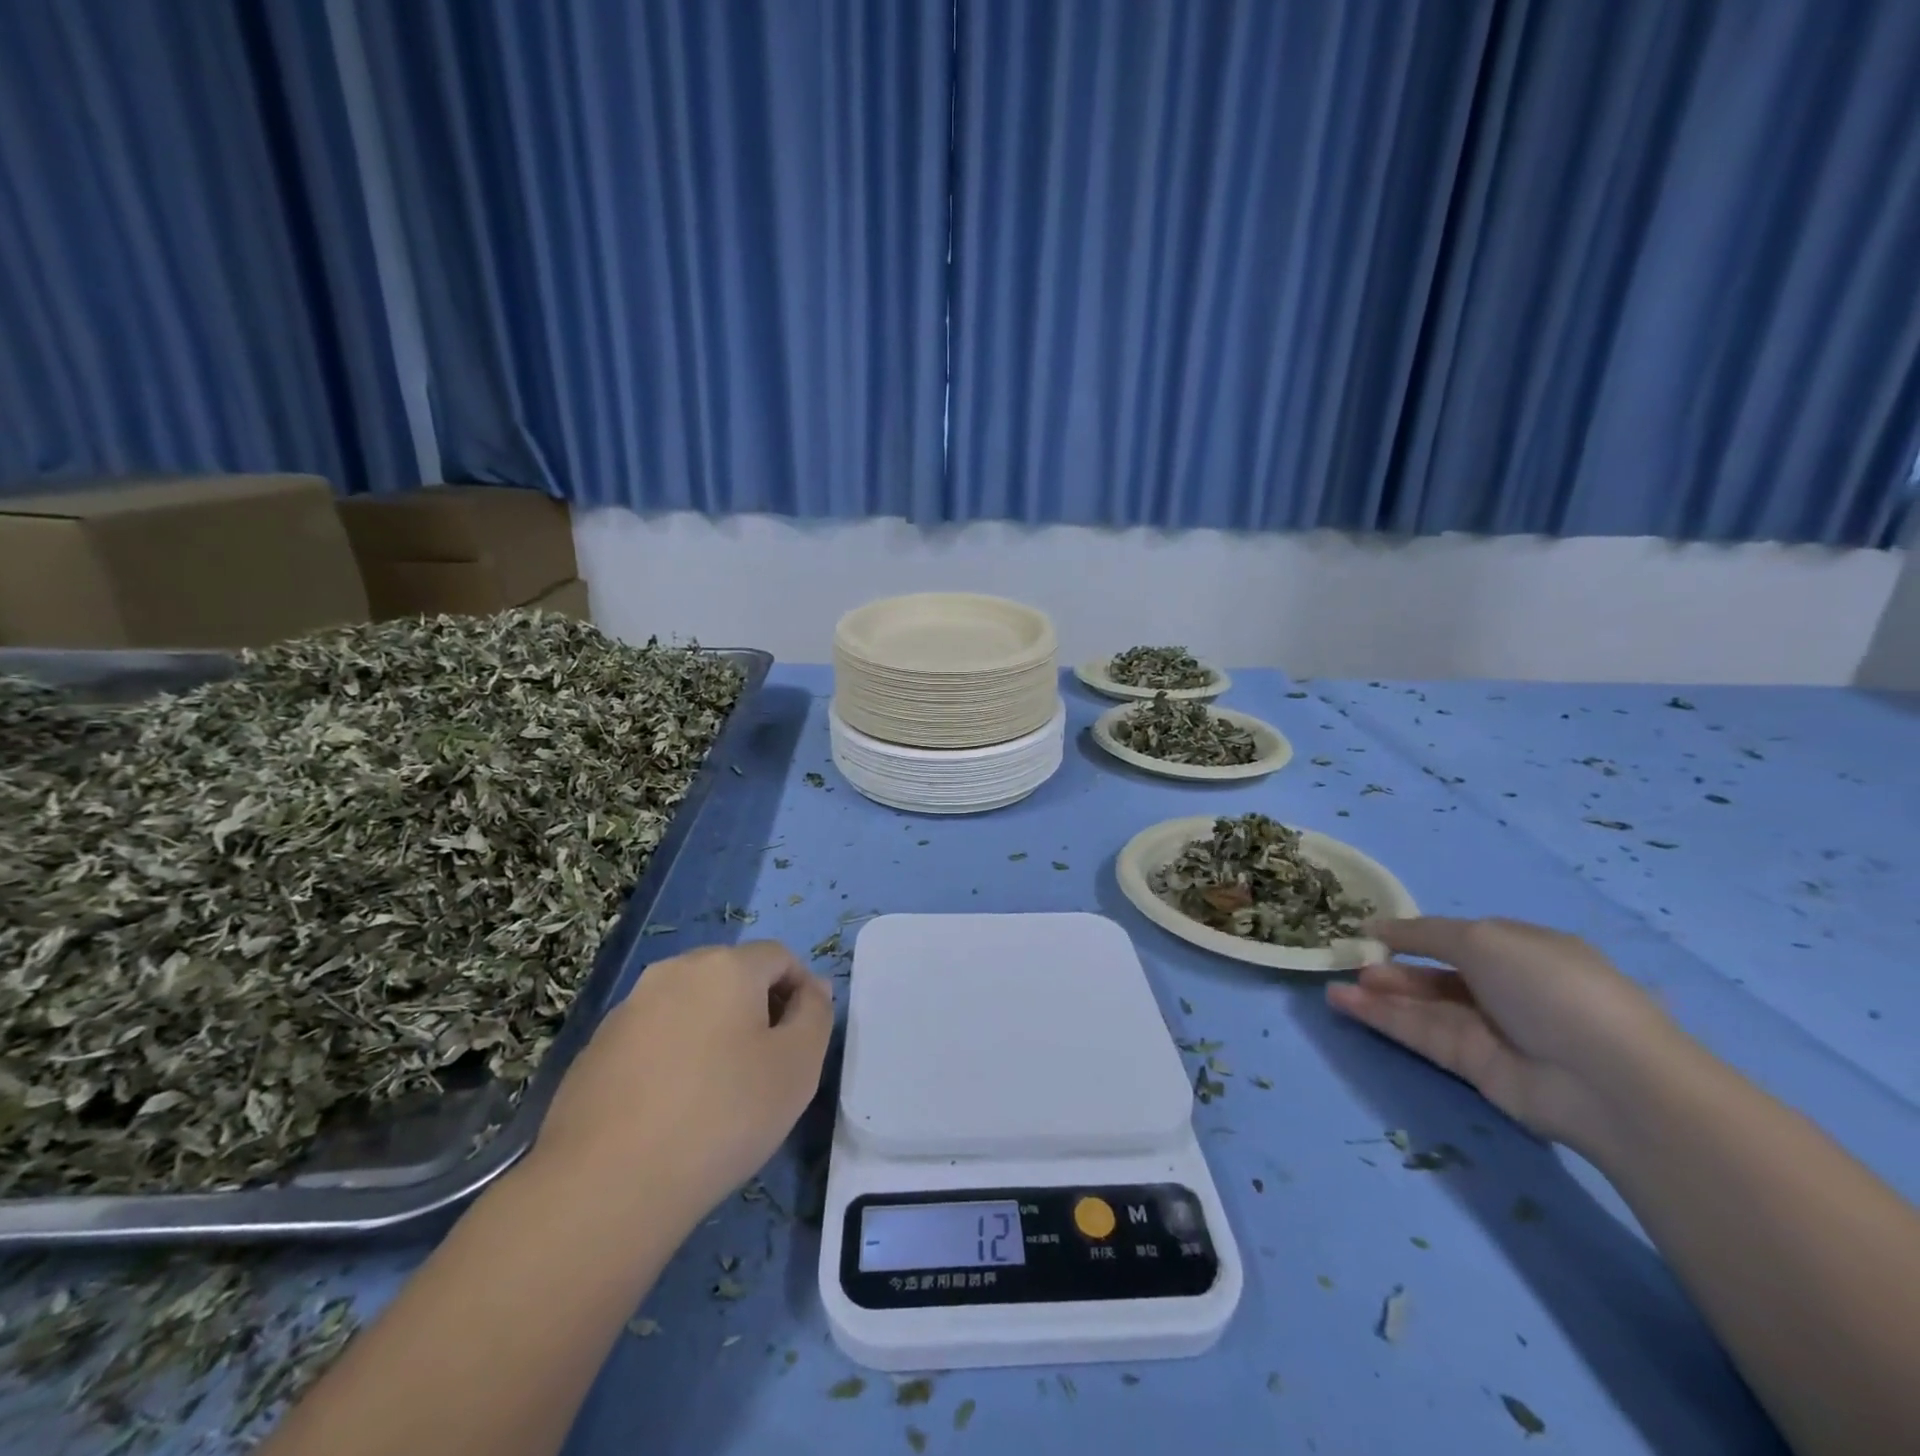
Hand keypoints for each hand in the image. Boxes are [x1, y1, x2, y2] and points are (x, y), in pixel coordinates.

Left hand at [531, 941, 832, 1224]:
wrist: (606, 1186)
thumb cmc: (722, 1115)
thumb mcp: (797, 1066)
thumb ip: (816, 1014)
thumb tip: (811, 988)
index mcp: (725, 966)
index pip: (779, 957)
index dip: (801, 989)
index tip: (804, 1039)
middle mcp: (674, 971)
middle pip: (731, 975)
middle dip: (757, 1008)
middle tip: (767, 1065)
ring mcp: (627, 1009)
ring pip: (689, 1005)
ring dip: (713, 1032)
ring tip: (719, 1092)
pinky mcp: (595, 1049)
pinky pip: (652, 1037)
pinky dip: (673, 1057)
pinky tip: (672, 1110)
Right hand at [1325, 916, 1687, 1151]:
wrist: (1606, 1079)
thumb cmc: (1549, 987)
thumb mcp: (1483, 939)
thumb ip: (1425, 933)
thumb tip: (1379, 927)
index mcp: (1521, 950)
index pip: (1459, 937)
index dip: (1415, 933)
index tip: (1371, 931)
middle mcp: (1505, 988)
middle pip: (1436, 975)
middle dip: (1393, 967)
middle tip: (1349, 961)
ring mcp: (1490, 1029)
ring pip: (1422, 1005)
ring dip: (1379, 994)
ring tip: (1334, 985)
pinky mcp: (1474, 1065)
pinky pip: (1420, 1033)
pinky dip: (1382, 1018)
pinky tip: (1345, 1003)